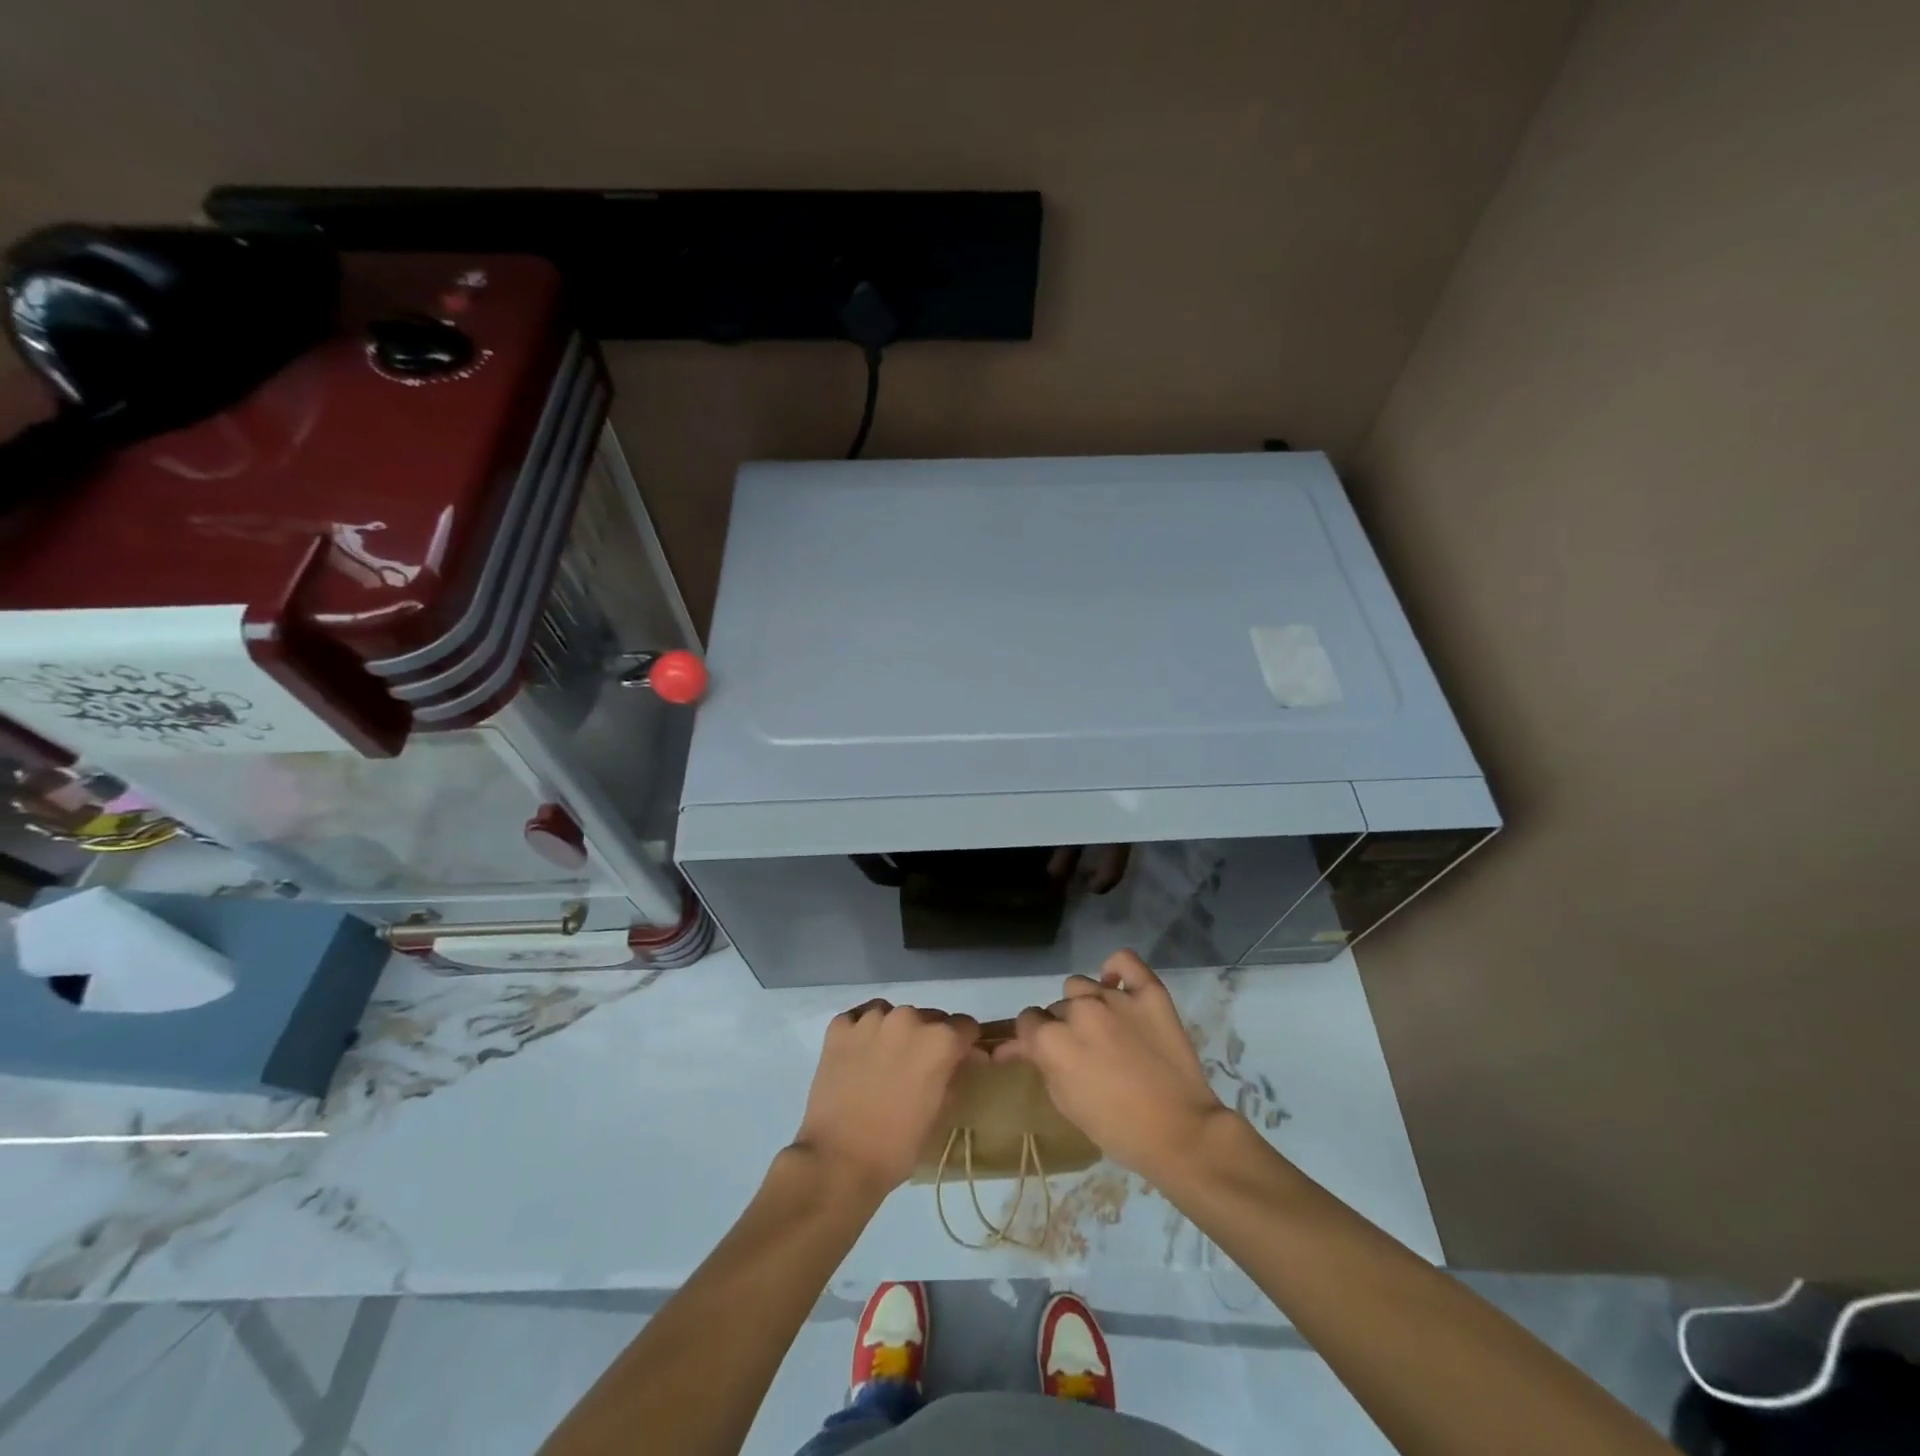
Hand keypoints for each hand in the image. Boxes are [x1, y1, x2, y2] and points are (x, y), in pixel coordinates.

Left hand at [792, 1000, 982, 1195]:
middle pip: (929, 1018)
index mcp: (940, 1041)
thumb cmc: (897, 1146)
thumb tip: (961, 1060)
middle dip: (929, 1038)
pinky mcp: (839, 1027)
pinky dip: (863, 1031)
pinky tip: (859, 1054)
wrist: (837, 1160)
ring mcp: (871, 1020)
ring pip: (893, 1014)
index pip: (965, 1026)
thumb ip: (953, 1076)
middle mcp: (908, 1019)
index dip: (964, 1044)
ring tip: (884, 1061)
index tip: (957, 1059)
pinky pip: (859, 1018)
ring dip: (896, 1032)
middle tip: (917, 1068)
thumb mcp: (939, 1112)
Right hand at [995, 950, 1228, 1181]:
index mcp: (1053, 1040)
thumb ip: (1042, 1064)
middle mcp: (1079, 1010)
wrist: (1180, 1132)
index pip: (1027, 1020)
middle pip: (1057, 1006)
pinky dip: (1117, 969)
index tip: (1044, 1051)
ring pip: (1082, 986)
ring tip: (1104, 1026)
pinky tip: (1118, 985)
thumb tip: (1024, 1046)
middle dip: (1063, 1026)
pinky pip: (1124, 962)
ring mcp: (1115, 997)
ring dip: (1085, 1004)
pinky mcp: (1149, 992)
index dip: (1033, 1037)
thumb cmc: (1117, 1128)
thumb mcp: (1065, 1103)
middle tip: (1084, 1051)